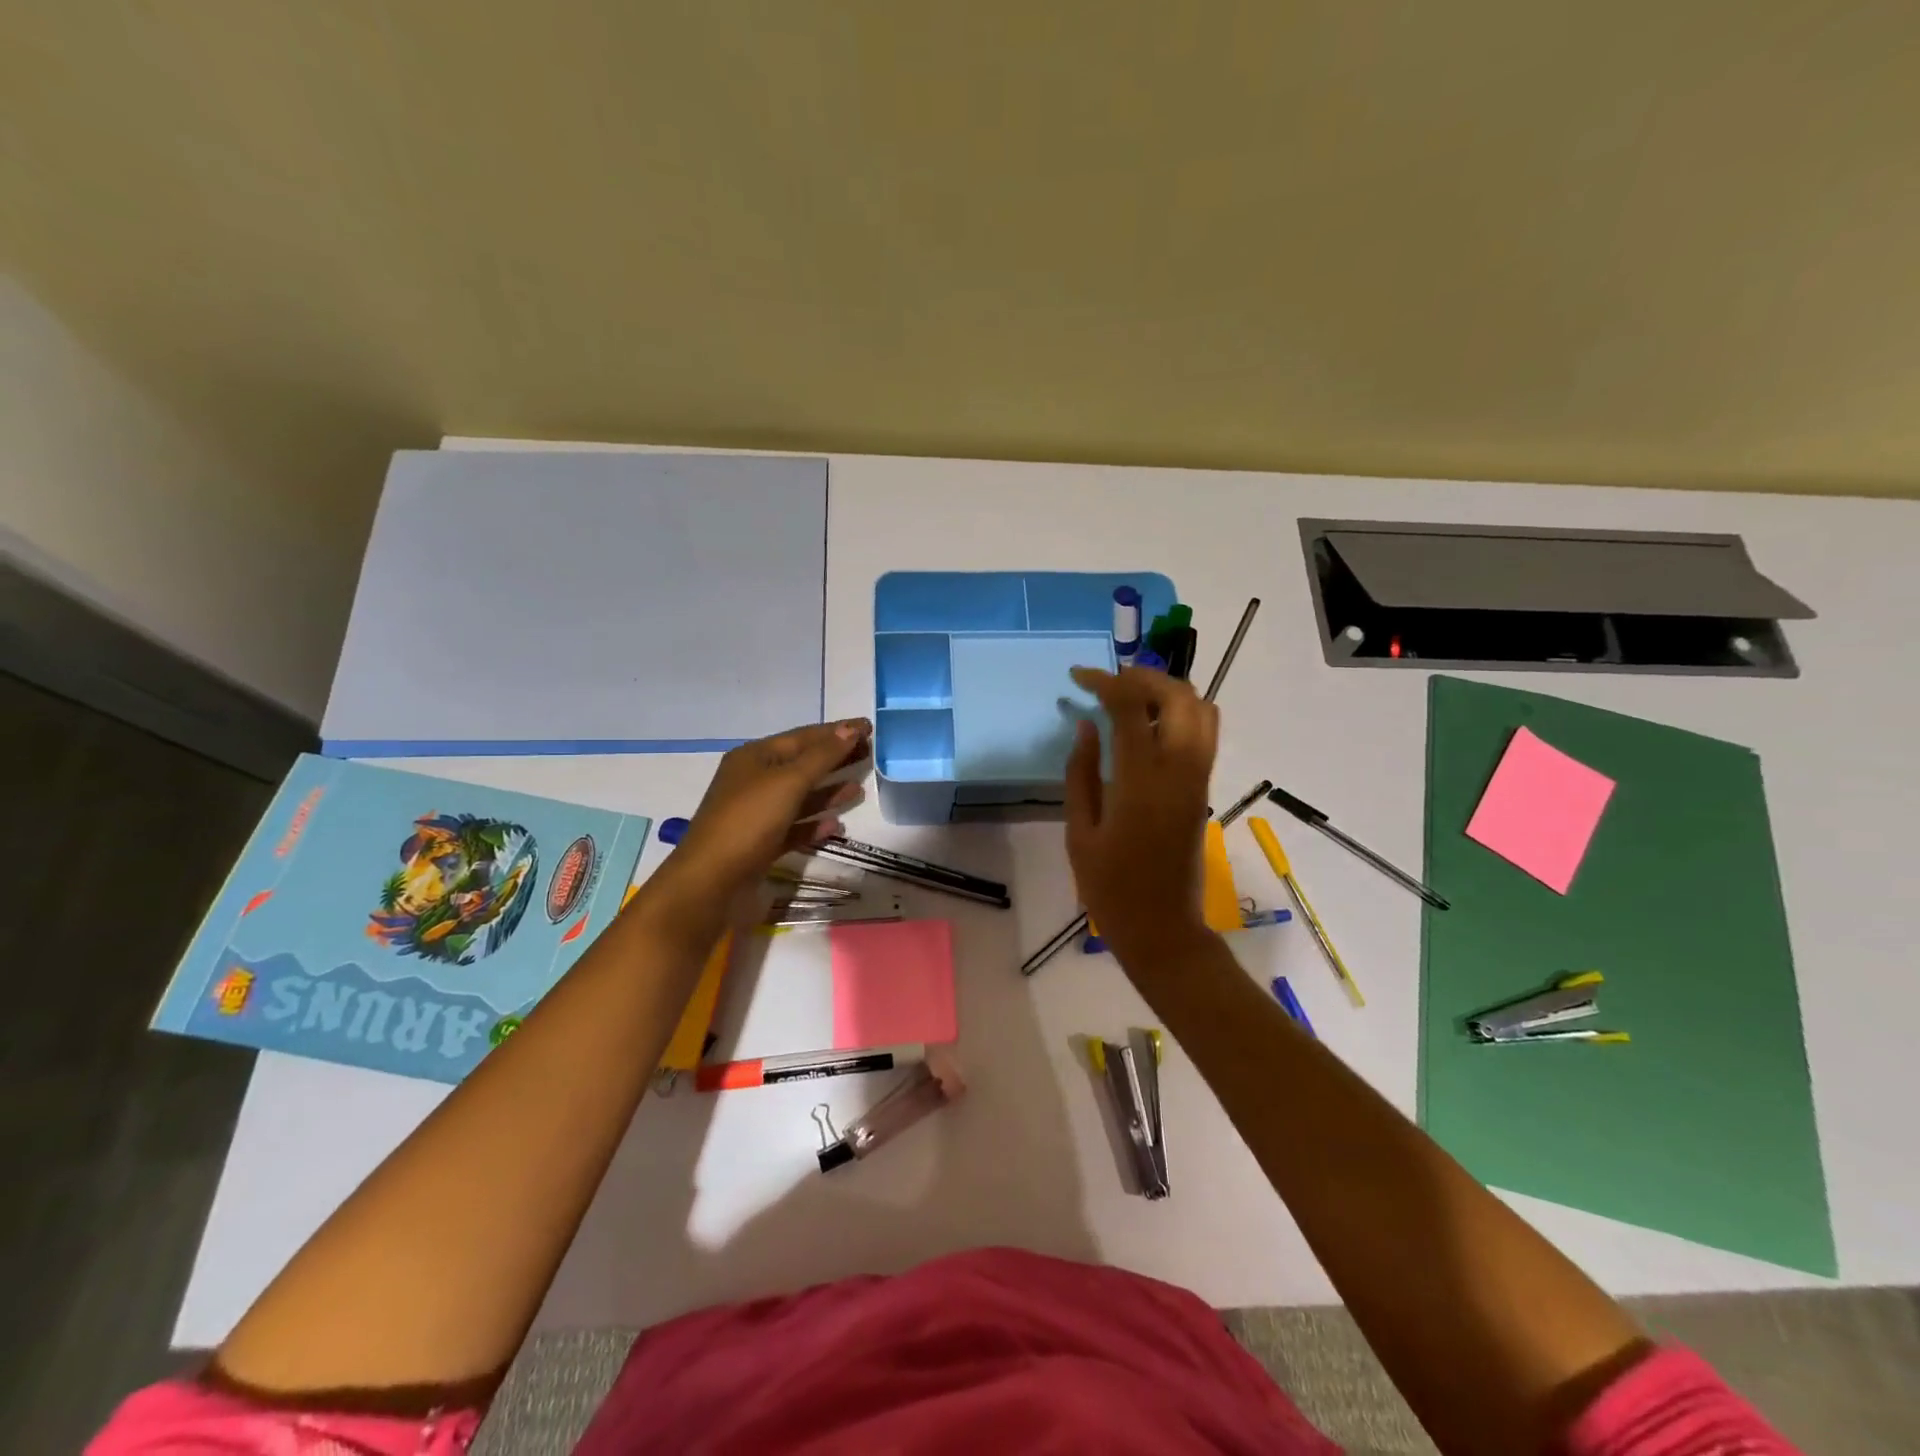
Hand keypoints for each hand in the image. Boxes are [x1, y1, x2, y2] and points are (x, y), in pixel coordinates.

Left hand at [667, 719, 871, 901]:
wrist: (710, 883)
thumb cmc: (748, 821)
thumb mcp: (788, 782)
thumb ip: (822, 756)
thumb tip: (851, 728)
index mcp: (754, 758)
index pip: (802, 737)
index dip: (836, 731)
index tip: (869, 727)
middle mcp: (753, 781)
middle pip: (802, 764)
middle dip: (835, 759)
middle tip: (870, 754)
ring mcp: (756, 814)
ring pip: (799, 797)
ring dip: (828, 792)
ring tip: (859, 789)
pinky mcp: (760, 844)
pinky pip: (793, 828)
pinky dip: (814, 824)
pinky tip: (836, 825)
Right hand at [1064, 667, 1219, 964]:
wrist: (1162, 929)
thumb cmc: (1111, 888)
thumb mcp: (1080, 832)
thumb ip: (1081, 773)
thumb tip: (1085, 726)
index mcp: (1141, 782)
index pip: (1131, 708)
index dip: (1105, 681)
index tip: (1079, 676)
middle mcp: (1180, 771)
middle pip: (1179, 696)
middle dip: (1143, 677)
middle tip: (1108, 682)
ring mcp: (1198, 779)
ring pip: (1201, 710)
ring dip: (1167, 692)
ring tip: (1129, 698)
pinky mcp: (1203, 789)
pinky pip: (1203, 733)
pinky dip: (1179, 713)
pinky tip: (1146, 726)